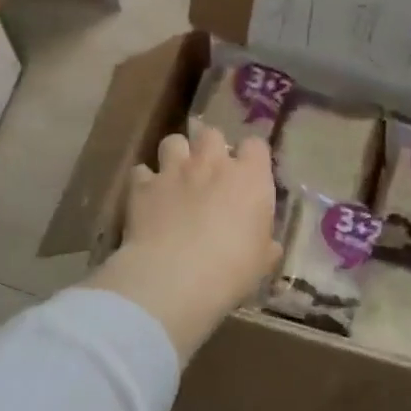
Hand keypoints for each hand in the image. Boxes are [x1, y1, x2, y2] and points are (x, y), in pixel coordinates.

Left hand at [91, 126, 280, 362]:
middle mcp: (212, 163)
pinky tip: (148, 197)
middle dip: (210, 147)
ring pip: (173, 141)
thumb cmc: (232, 268)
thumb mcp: (262, 261)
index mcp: (249, 177)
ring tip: (176, 176)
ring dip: (176, 155)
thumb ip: (265, 245)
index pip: (255, 145)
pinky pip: (141, 171)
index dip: (251, 157)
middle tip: (210, 171)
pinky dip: (145, 181)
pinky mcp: (143, 186)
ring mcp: (174, 170)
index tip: (249, 174)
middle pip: (211, 134)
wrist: (176, 276)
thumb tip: (269, 246)